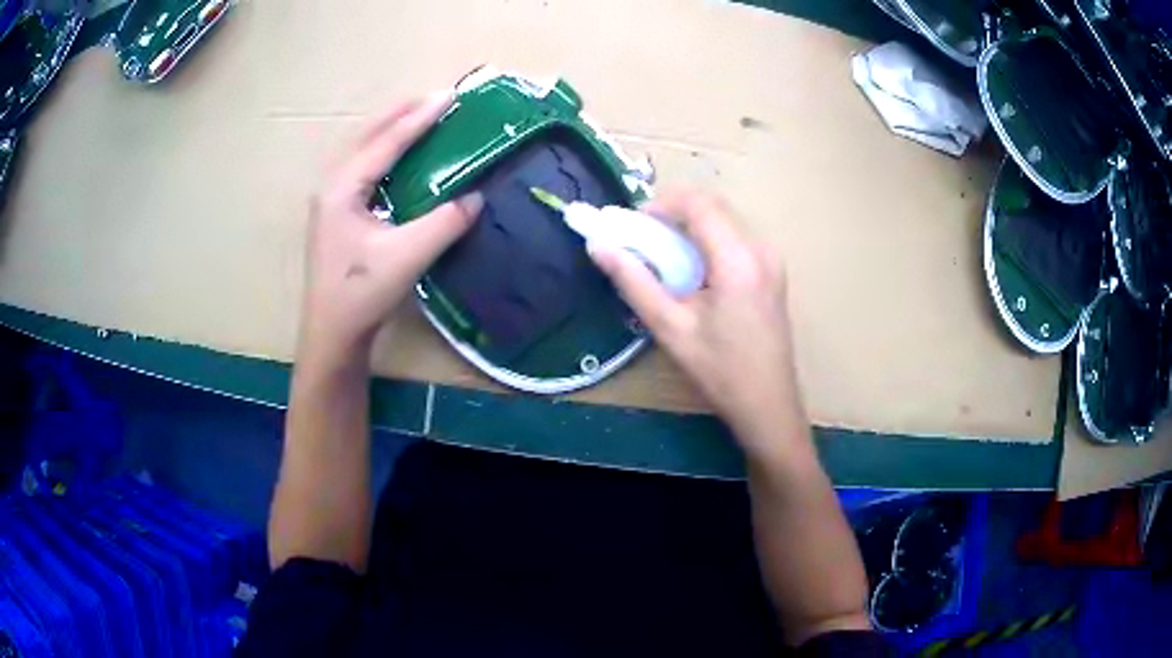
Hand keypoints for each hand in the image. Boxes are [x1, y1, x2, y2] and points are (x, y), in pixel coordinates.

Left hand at [299, 94, 482, 361]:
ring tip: (419, 115)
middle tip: (436, 98)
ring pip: (361, 150)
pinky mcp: (336, 215)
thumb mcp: (408, 256)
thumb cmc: (361, 294)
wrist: (331, 335)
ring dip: (390, 130)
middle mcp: (332, 186)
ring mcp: (330, 201)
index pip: (386, 142)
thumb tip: (478, 196)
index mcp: (343, 188)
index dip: (420, 118)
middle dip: (401, 113)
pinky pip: (361, 169)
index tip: (451, 95)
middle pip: (367, 136)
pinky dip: (383, 153)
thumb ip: (445, 222)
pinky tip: (398, 157)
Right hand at [589, 190, 808, 463]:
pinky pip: (736, 238)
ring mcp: (772, 260)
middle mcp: (761, 249)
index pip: (698, 204)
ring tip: (662, 255)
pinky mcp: (772, 272)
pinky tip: (692, 270)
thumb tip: (598, 246)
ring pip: (725, 220)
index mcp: (738, 259)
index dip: (661, 204)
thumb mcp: (670, 328)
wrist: (768, 405)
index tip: (632, 224)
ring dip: (690, 225)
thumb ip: (633, 281)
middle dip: (673, 212)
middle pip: (714, 206)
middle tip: (642, 238)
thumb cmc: (719, 371)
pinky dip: (708, 240)